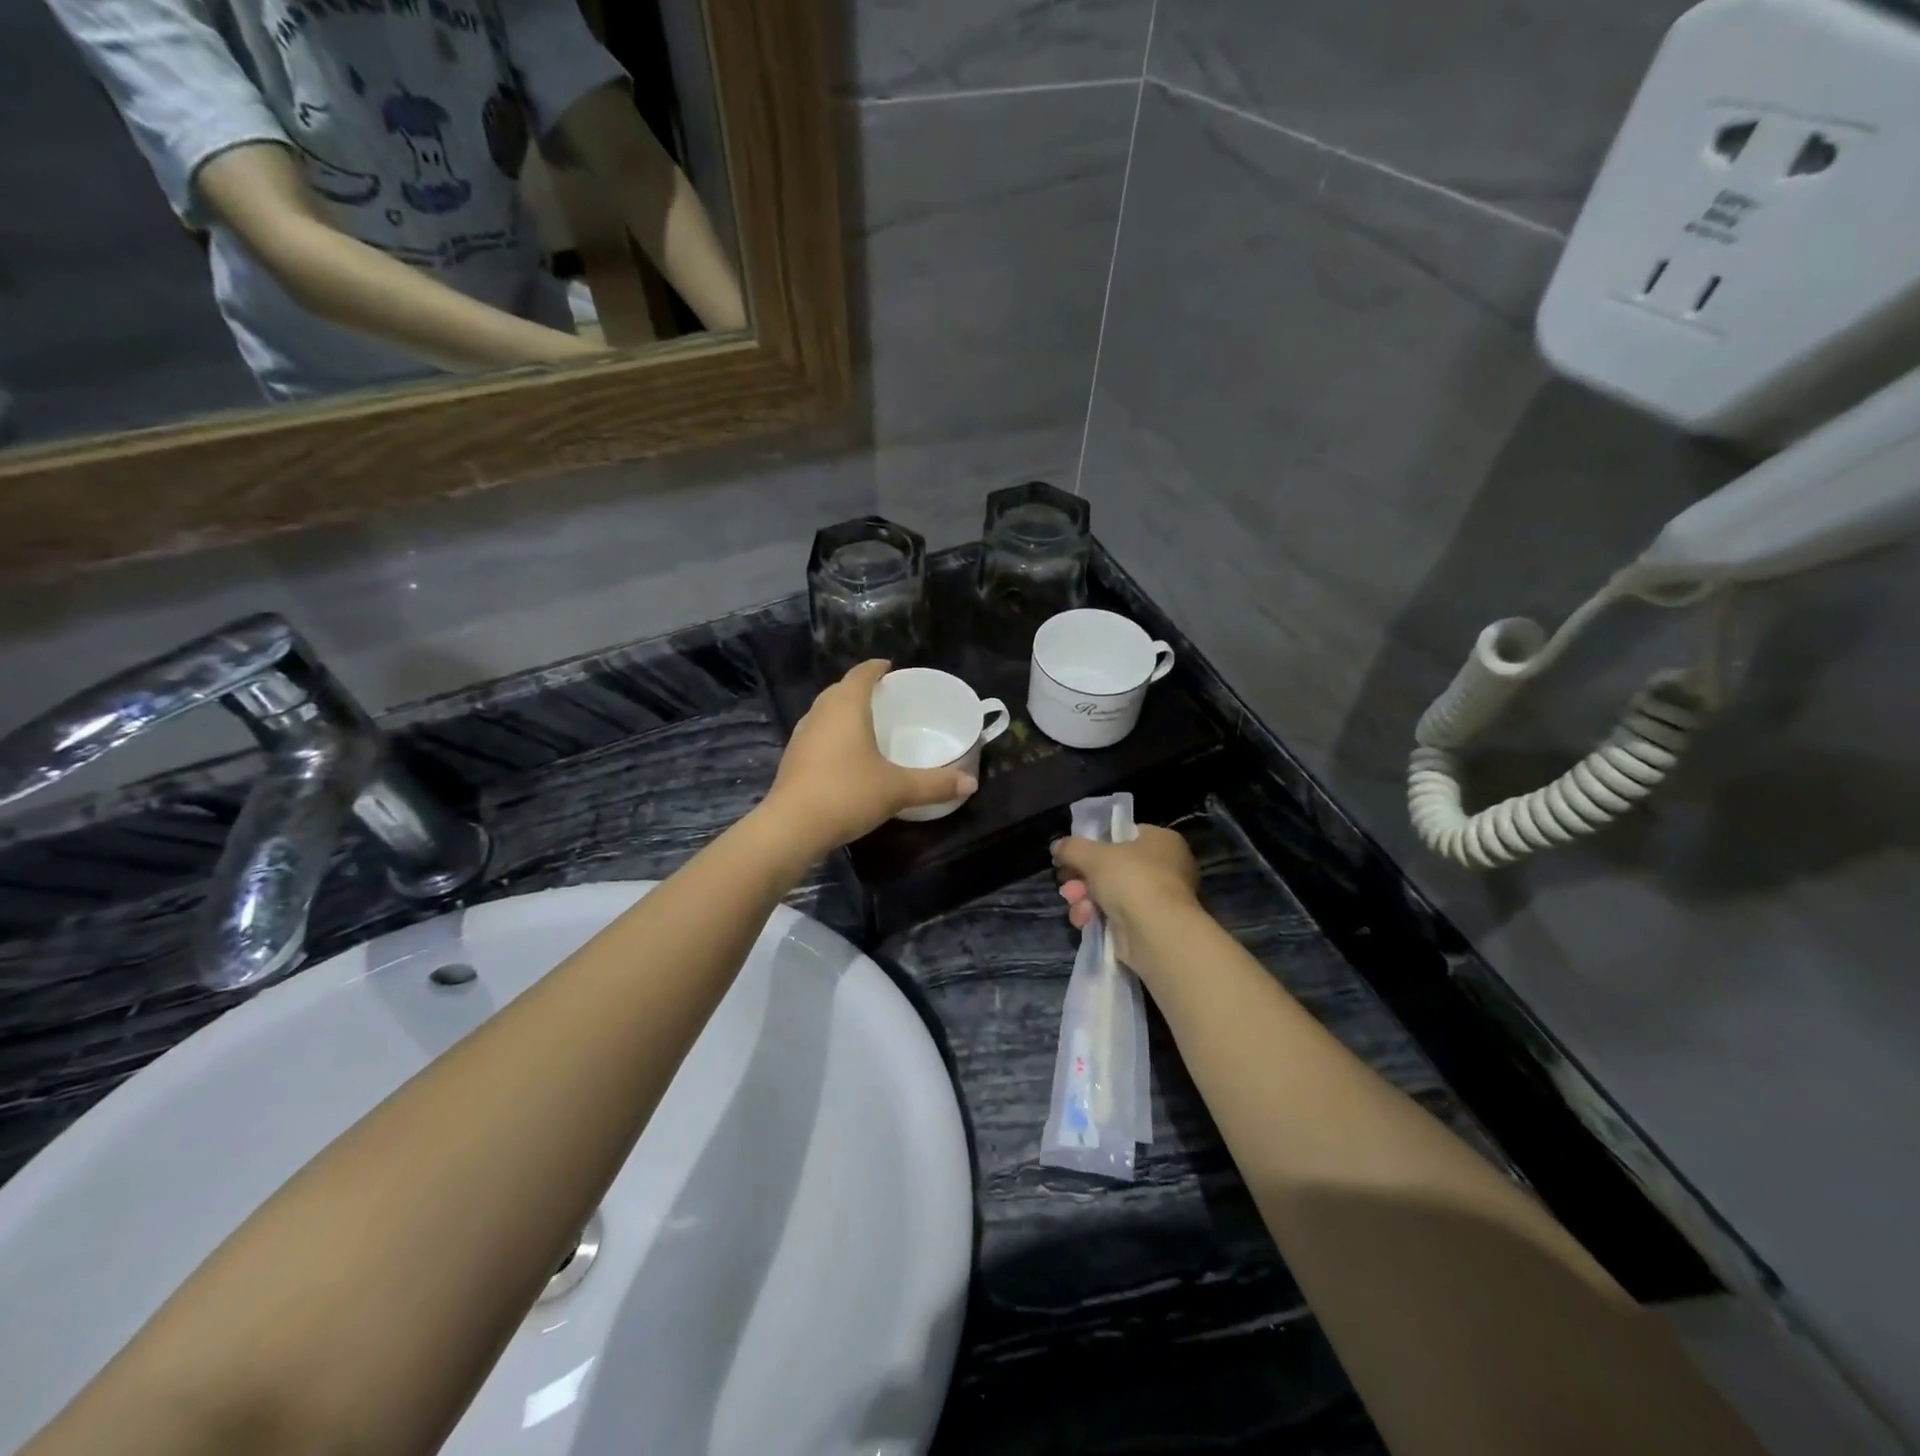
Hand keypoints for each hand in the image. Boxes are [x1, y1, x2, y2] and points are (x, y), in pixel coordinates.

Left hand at [760, 660, 977, 852]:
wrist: (792, 827)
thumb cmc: (848, 793)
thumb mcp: (898, 789)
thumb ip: (935, 784)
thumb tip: (971, 783)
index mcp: (846, 706)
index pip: (861, 673)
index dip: (877, 668)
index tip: (890, 668)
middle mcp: (820, 713)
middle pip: (840, 690)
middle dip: (861, 689)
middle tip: (885, 698)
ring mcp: (801, 735)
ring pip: (825, 712)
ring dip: (844, 712)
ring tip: (867, 724)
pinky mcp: (792, 759)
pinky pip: (817, 734)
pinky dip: (833, 735)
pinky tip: (846, 756)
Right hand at [1053, 825, 1201, 968]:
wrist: (1156, 933)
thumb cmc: (1131, 879)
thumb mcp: (1093, 855)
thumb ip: (1072, 847)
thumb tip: (1058, 847)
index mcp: (1162, 841)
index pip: (1123, 835)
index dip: (1095, 843)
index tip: (1073, 854)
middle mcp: (1165, 867)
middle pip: (1111, 867)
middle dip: (1083, 877)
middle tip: (1066, 883)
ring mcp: (1157, 899)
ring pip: (1109, 893)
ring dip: (1085, 897)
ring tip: (1074, 902)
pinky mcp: (1147, 926)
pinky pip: (1115, 915)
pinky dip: (1096, 916)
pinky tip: (1084, 920)